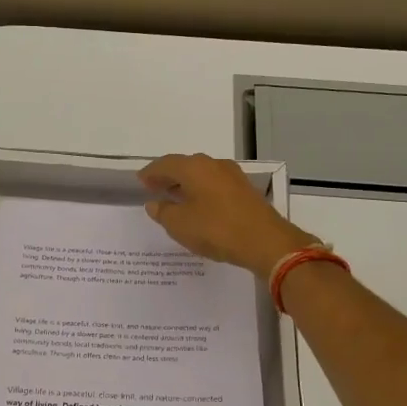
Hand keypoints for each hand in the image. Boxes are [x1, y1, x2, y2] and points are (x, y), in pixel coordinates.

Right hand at [139, 153, 319, 274]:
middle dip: (169, 176)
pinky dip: (202, 192)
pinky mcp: (245, 191)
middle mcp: (214, 165)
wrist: (265, 241)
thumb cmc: (216, 229)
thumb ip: (164, 212)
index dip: (151, 172)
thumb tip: (155, 204)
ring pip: (202, 175)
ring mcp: (233, 176)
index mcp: (194, 168)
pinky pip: (215, 185)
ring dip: (187, 184)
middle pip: (185, 166)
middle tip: (156, 188)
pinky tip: (199, 206)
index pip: (166, 164)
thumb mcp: (180, 225)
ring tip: (175, 198)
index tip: (141, 181)